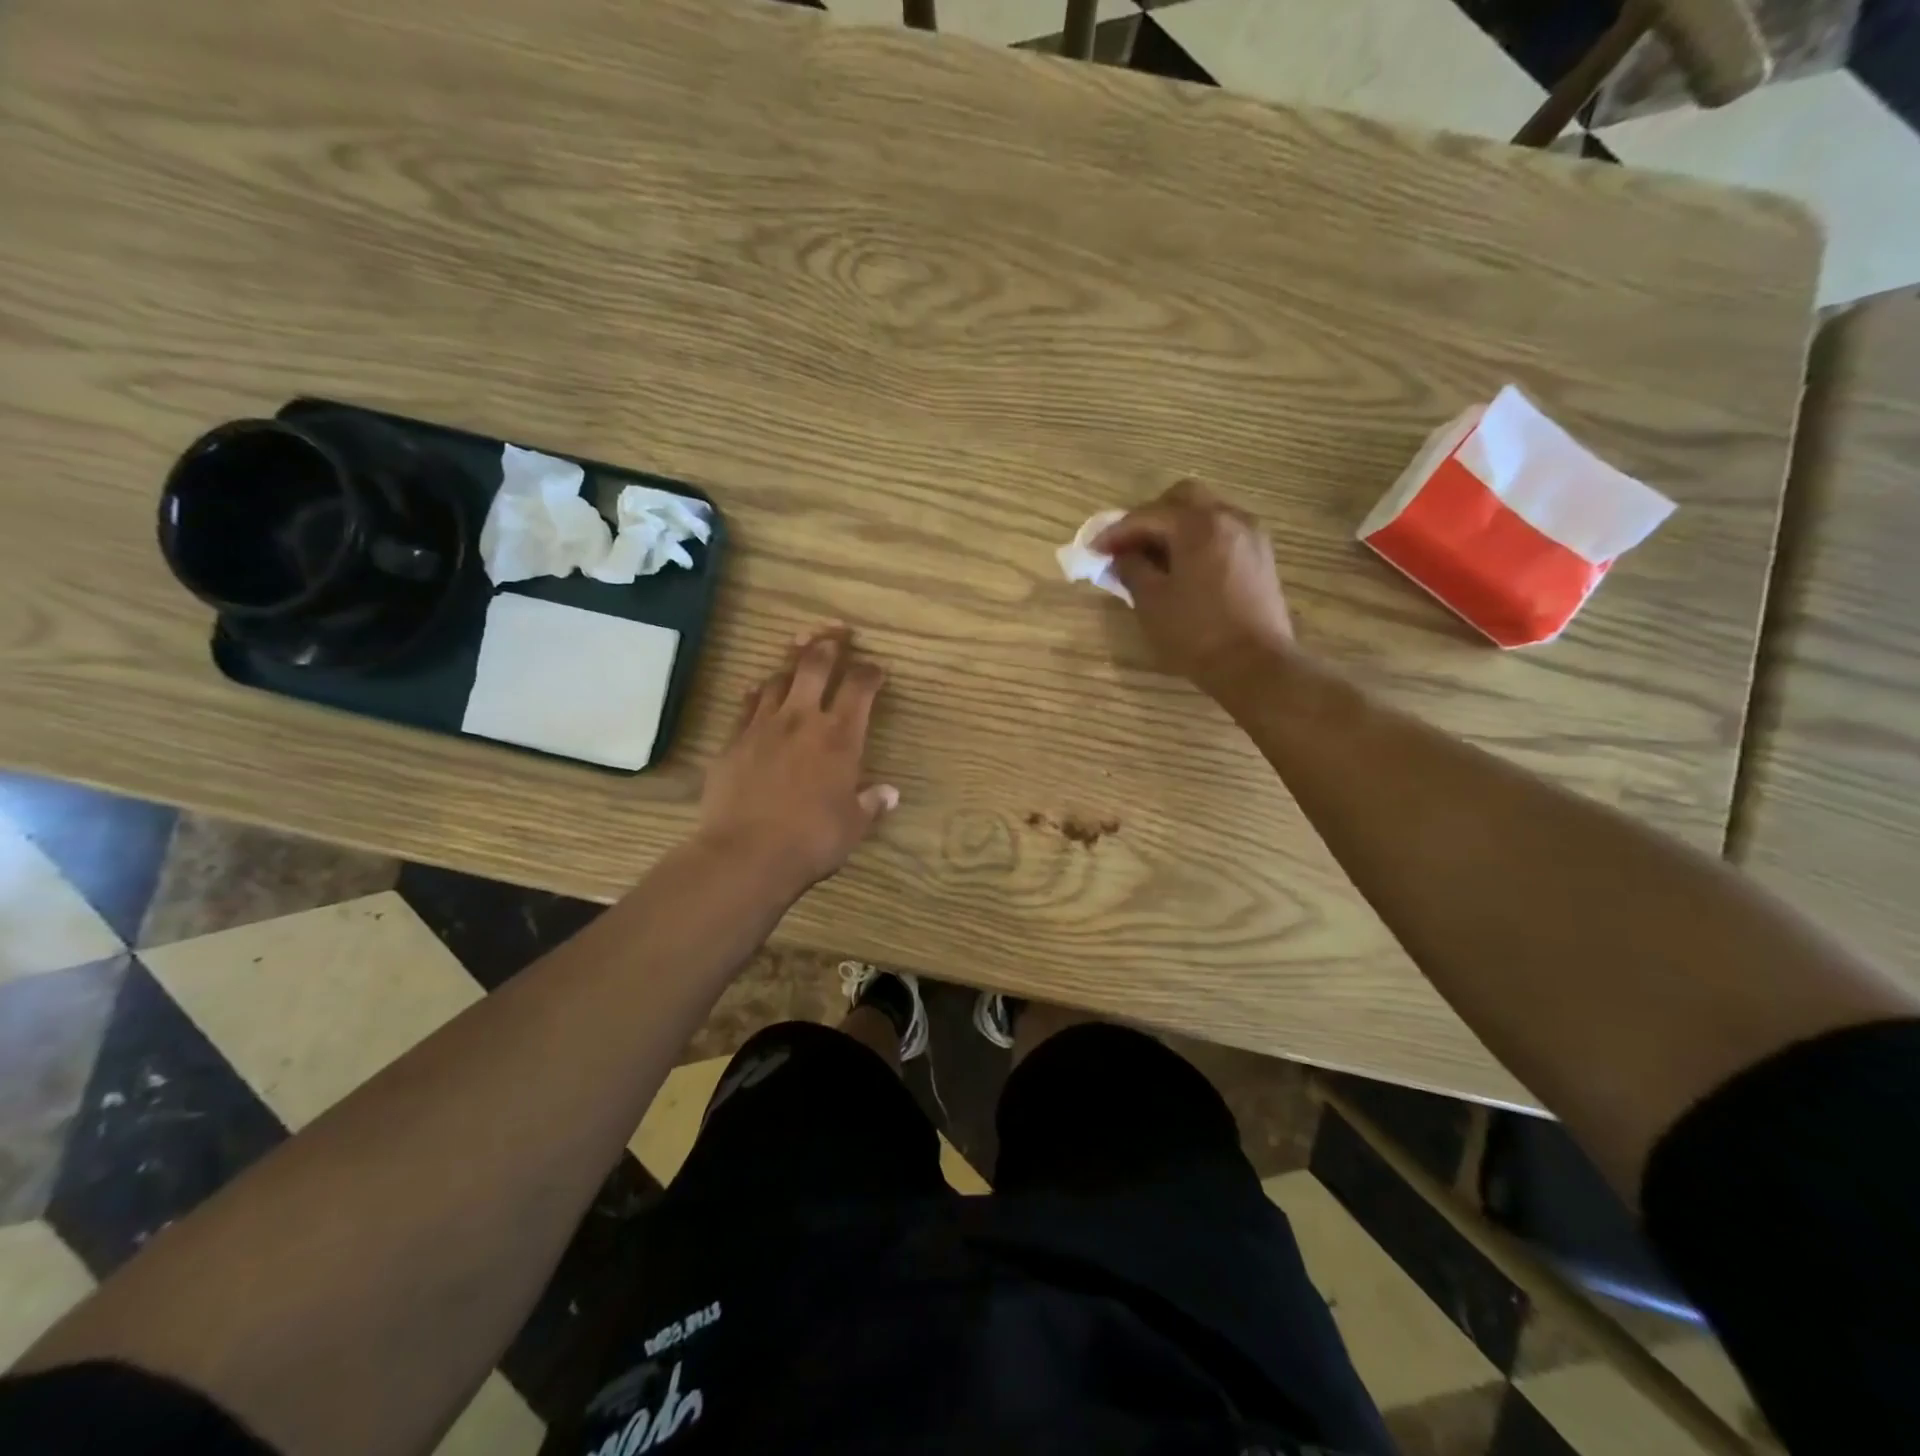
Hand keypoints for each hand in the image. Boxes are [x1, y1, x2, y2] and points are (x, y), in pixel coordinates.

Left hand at [697, 624, 898, 893]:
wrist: (746, 854)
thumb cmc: (811, 840)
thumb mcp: (852, 826)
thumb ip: (871, 804)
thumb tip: (889, 793)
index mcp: (840, 737)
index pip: (859, 688)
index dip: (870, 672)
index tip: (876, 669)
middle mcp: (802, 720)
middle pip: (814, 665)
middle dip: (829, 644)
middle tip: (836, 633)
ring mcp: (763, 727)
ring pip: (778, 679)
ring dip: (791, 665)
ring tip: (798, 656)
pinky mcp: (733, 741)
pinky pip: (747, 705)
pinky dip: (758, 693)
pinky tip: (759, 691)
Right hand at [1097, 479, 1294, 696]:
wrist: (1255, 665)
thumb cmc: (1197, 633)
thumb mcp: (1151, 602)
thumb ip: (1132, 569)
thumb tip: (1123, 556)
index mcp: (1198, 525)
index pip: (1148, 515)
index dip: (1116, 532)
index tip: (1094, 549)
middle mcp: (1229, 518)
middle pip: (1182, 499)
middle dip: (1150, 517)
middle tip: (1127, 545)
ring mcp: (1250, 535)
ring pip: (1206, 512)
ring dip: (1176, 527)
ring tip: (1154, 557)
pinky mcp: (1260, 555)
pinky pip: (1222, 532)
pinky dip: (1198, 539)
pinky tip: (1183, 566)